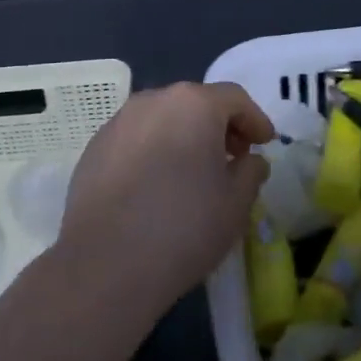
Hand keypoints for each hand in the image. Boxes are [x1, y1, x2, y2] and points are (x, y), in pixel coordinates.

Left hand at [55, 82, 273, 320]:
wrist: (105, 262)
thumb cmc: (184, 227)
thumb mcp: (236, 204)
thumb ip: (251, 172)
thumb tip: (250, 160)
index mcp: (193, 104)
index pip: (234, 98)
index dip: (254, 119)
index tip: (265, 143)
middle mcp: (153, 101)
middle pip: (195, 102)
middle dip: (219, 126)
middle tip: (234, 157)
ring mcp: (119, 122)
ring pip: (163, 118)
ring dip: (184, 136)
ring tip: (194, 172)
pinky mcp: (94, 147)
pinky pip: (136, 139)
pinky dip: (154, 150)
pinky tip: (157, 185)